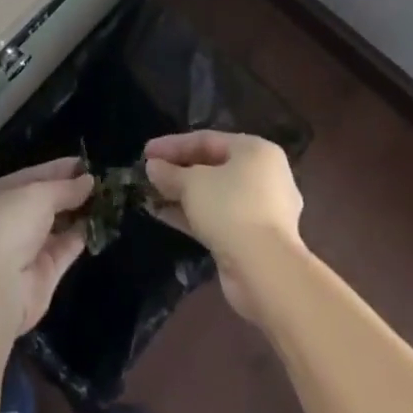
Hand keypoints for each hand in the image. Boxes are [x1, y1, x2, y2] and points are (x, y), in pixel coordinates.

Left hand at [0, 157, 94, 335]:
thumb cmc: (8, 223)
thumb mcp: (37, 194)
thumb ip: (64, 188)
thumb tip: (88, 180)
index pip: (30, 176)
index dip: (57, 170)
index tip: (84, 163)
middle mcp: (7, 221)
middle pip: (43, 202)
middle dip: (69, 191)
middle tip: (99, 181)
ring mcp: (24, 250)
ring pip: (55, 227)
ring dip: (77, 213)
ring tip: (105, 199)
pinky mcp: (42, 276)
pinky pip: (64, 250)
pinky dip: (79, 237)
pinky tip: (99, 223)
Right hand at [143, 130, 304, 321]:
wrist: (266, 272)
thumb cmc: (231, 209)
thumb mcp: (192, 183)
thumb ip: (170, 173)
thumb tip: (153, 168)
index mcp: (256, 152)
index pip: (207, 140)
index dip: (173, 145)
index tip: (146, 152)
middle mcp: (264, 177)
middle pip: (213, 167)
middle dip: (179, 171)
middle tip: (151, 172)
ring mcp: (262, 212)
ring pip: (215, 196)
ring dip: (183, 195)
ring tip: (151, 194)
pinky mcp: (255, 240)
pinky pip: (219, 219)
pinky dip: (194, 216)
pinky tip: (164, 215)